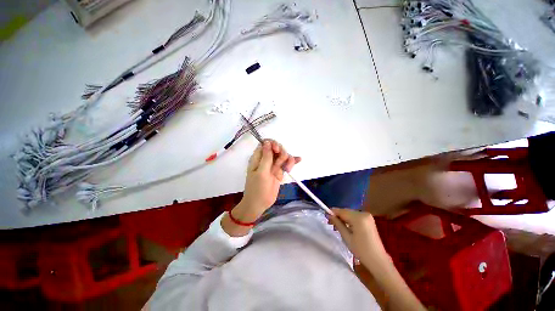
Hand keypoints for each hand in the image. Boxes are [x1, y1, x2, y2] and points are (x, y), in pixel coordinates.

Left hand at [222, 140, 300, 236]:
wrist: (259, 204)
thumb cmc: (257, 188)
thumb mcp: (261, 172)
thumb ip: (266, 157)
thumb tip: (267, 142)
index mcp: (258, 158)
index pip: (266, 144)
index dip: (273, 144)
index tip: (277, 151)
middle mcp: (266, 159)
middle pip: (277, 148)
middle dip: (282, 153)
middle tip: (282, 163)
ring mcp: (273, 165)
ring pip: (283, 156)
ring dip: (288, 159)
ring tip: (288, 169)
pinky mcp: (279, 171)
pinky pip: (286, 163)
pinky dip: (292, 162)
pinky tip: (299, 160)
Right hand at [329, 209, 425, 310]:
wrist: (378, 261)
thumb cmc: (361, 250)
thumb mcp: (346, 237)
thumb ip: (337, 223)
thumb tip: (329, 215)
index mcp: (359, 218)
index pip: (342, 211)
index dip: (332, 212)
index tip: (325, 215)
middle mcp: (364, 214)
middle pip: (346, 212)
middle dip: (338, 216)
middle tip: (330, 223)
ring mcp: (368, 216)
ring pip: (350, 214)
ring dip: (343, 219)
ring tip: (336, 227)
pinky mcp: (369, 220)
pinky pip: (355, 217)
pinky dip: (349, 220)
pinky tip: (345, 227)